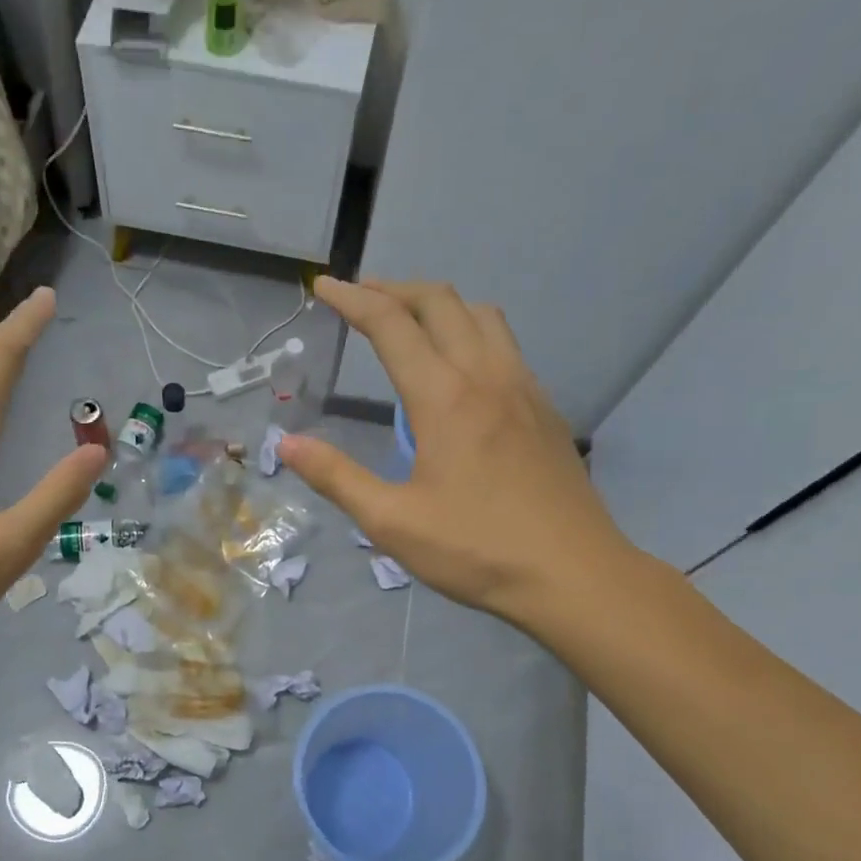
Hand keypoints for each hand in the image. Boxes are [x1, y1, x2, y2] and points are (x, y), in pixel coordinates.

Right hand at [280, 278, 634, 631]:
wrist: (573, 574)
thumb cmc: (476, 550)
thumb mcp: (392, 523)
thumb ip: (337, 477)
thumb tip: (287, 443)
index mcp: (444, 398)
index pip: (391, 325)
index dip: (352, 300)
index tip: (323, 287)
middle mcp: (486, 376)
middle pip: (441, 302)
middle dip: (395, 289)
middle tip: (360, 297)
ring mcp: (524, 388)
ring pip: (481, 315)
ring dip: (439, 304)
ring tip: (409, 321)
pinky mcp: (544, 408)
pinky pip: (505, 344)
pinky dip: (471, 330)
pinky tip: (460, 367)